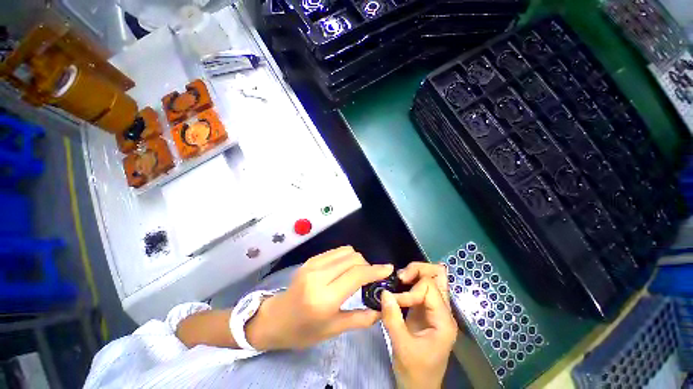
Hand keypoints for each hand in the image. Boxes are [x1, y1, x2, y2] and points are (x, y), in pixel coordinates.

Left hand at [247, 246, 392, 349]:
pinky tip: (344, 269)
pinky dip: (346, 257)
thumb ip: (360, 319)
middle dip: (367, 265)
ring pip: (346, 251)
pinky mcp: (310, 260)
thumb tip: (381, 309)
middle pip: (353, 259)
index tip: (388, 269)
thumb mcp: (333, 330)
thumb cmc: (303, 331)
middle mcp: (319, 276)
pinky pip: (335, 251)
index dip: (375, 270)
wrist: (275, 318)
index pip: (356, 275)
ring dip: (357, 259)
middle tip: (370, 278)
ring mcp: (313, 265)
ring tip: (357, 273)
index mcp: (324, 298)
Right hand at [381, 262, 457, 388]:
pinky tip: (399, 287)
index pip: (429, 287)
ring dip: (414, 273)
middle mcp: (443, 310)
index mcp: (443, 320)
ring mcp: (435, 308)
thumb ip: (392, 318)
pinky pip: (422, 285)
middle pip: (437, 274)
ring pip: (431, 277)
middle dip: (417, 270)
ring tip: (399, 280)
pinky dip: (411, 281)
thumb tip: (384, 292)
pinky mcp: (426, 309)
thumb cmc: (415, 371)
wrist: (420, 386)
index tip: (395, 301)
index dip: (410, 290)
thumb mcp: (402, 347)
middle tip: (400, 278)